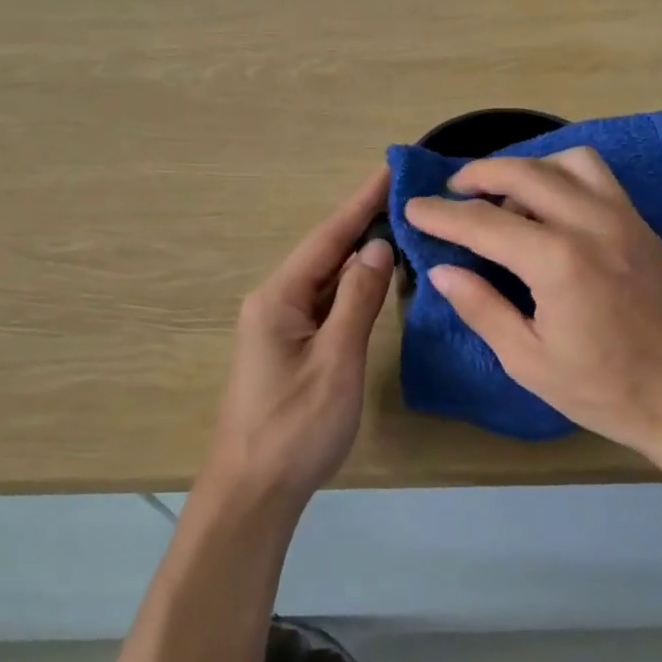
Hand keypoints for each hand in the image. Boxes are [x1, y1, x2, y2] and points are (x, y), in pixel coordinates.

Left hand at [205, 167, 395, 511]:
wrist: (253, 493)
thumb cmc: (295, 428)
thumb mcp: (335, 362)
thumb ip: (356, 300)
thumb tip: (376, 246)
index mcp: (278, 298)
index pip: (328, 236)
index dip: (361, 200)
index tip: (392, 167)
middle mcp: (274, 301)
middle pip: (325, 251)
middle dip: (364, 220)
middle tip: (408, 194)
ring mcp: (279, 325)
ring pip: (326, 278)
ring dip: (360, 252)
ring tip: (401, 223)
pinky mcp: (289, 347)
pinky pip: (325, 303)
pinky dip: (353, 286)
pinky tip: (376, 277)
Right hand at [402, 149, 661, 463]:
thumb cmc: (609, 391)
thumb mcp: (530, 362)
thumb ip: (482, 308)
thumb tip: (442, 271)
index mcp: (559, 262)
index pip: (483, 222)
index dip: (441, 214)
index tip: (412, 208)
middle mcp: (591, 224)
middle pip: (523, 173)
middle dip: (478, 174)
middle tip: (451, 191)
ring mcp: (624, 218)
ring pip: (567, 161)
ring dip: (526, 167)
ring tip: (505, 196)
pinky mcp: (643, 224)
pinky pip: (598, 176)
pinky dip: (563, 173)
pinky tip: (551, 204)